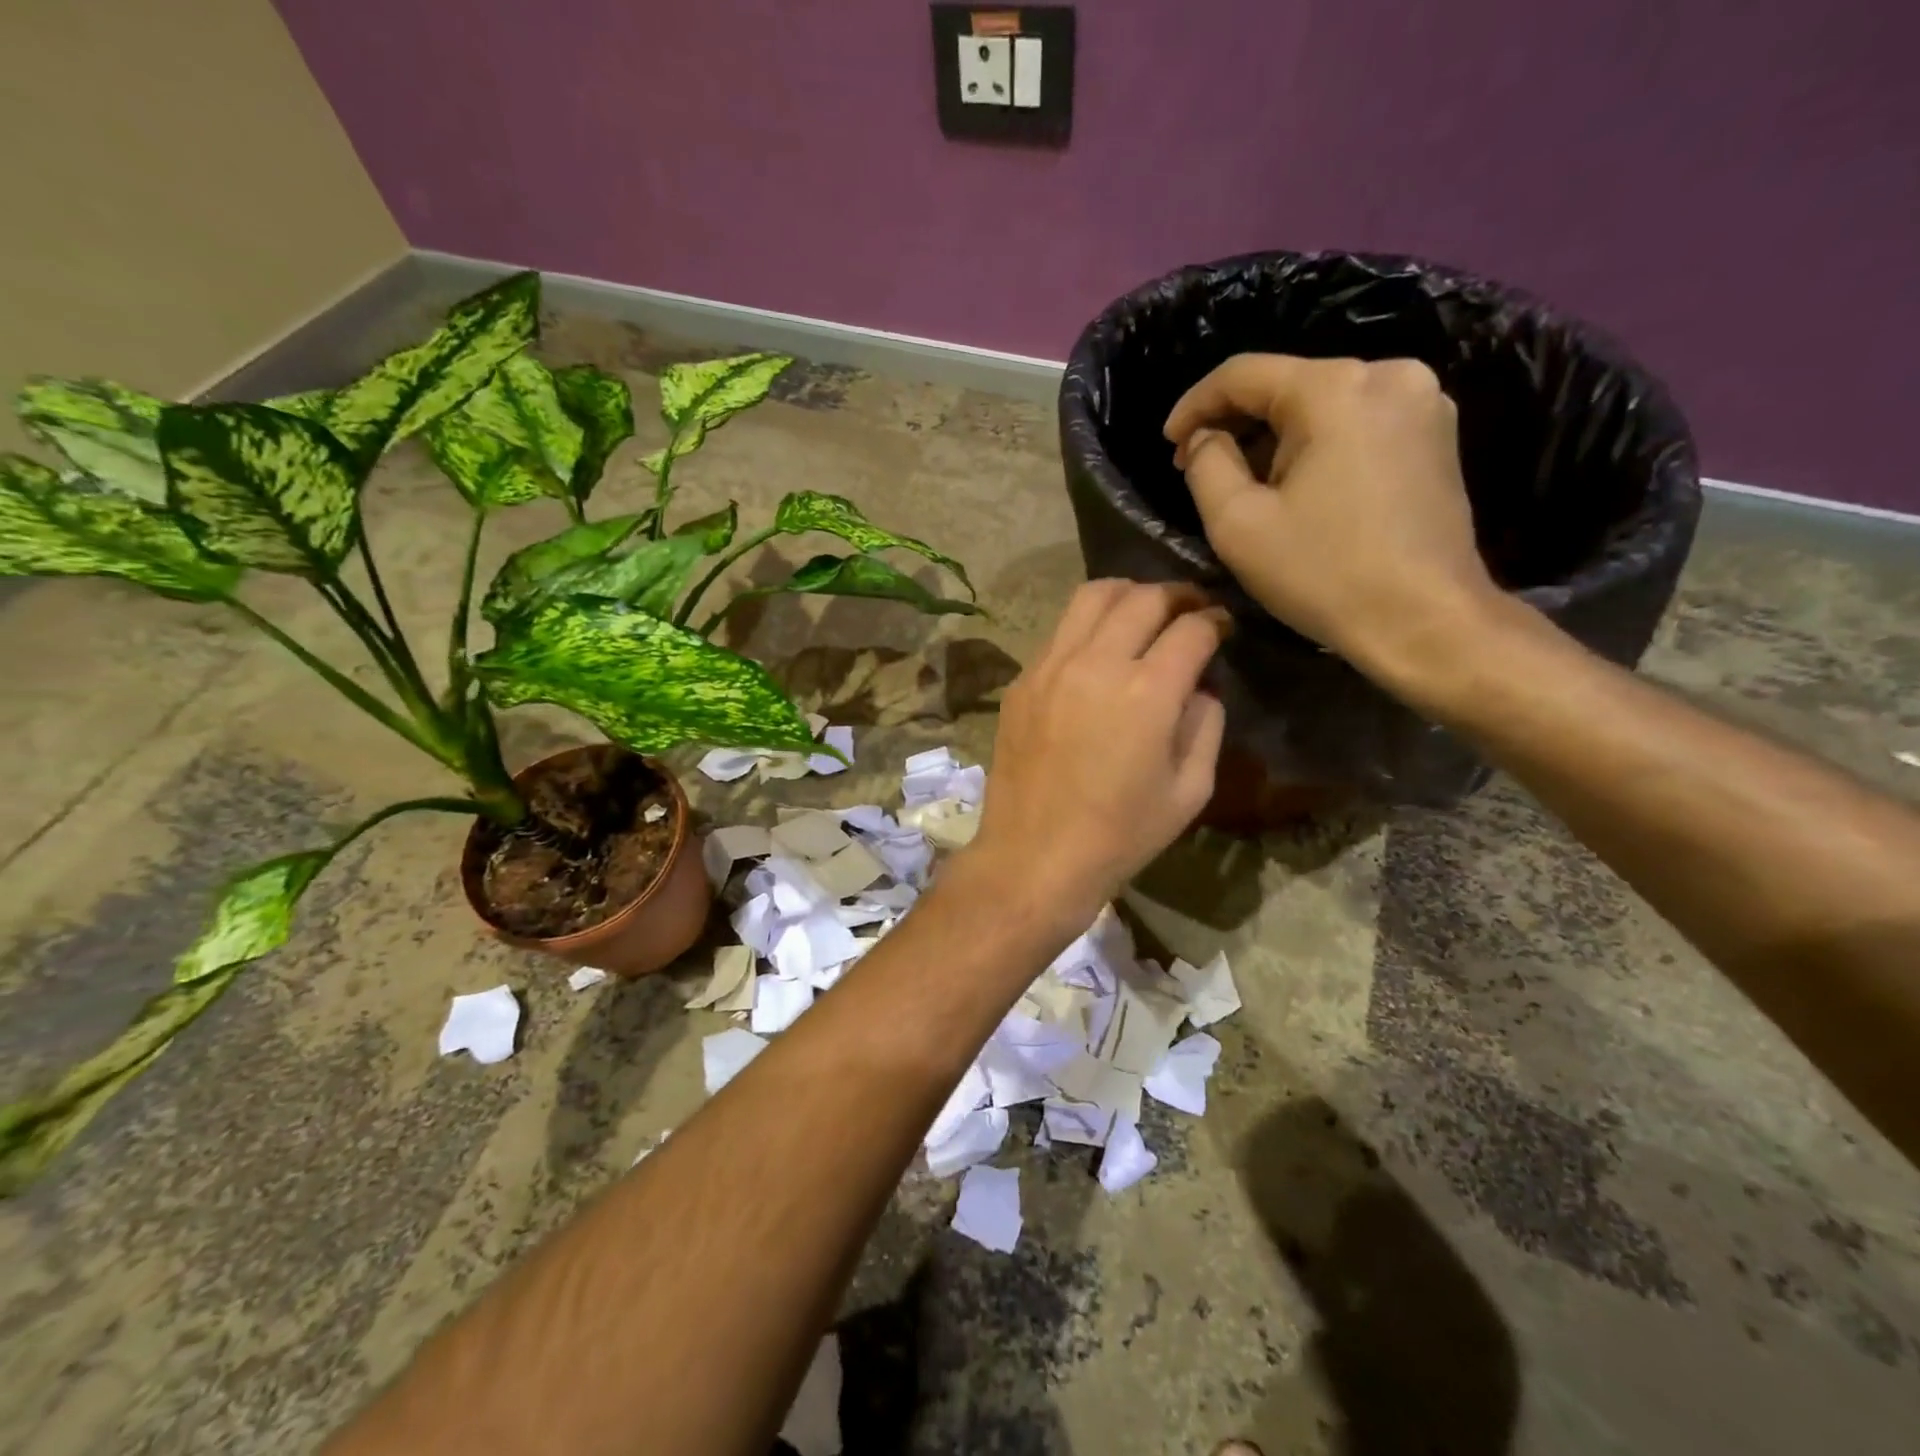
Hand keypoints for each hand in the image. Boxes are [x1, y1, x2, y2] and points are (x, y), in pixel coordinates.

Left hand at [964, 581, 1226, 924]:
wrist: (1034, 857)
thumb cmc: (1120, 835)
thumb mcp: (1189, 790)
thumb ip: (1204, 726)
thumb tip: (1198, 688)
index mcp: (1147, 693)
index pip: (1191, 629)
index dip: (1216, 620)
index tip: (1224, 626)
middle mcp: (1096, 664)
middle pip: (1143, 598)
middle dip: (1177, 595)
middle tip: (1191, 608)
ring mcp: (1050, 667)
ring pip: (1091, 596)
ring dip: (1127, 595)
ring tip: (1144, 611)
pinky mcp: (1022, 681)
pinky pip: (1059, 632)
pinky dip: (1088, 626)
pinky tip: (1098, 650)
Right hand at [1163, 354, 1500, 682]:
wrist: (1424, 620)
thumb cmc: (1322, 574)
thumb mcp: (1237, 524)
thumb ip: (1206, 465)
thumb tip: (1207, 438)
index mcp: (1335, 389)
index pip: (1243, 374)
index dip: (1194, 405)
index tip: (1168, 443)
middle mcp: (1388, 375)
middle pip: (1287, 386)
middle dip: (1236, 425)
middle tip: (1199, 468)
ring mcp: (1423, 402)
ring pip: (1322, 406)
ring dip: (1276, 439)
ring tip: (1246, 485)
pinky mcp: (1436, 435)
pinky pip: (1357, 425)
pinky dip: (1317, 446)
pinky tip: (1298, 486)